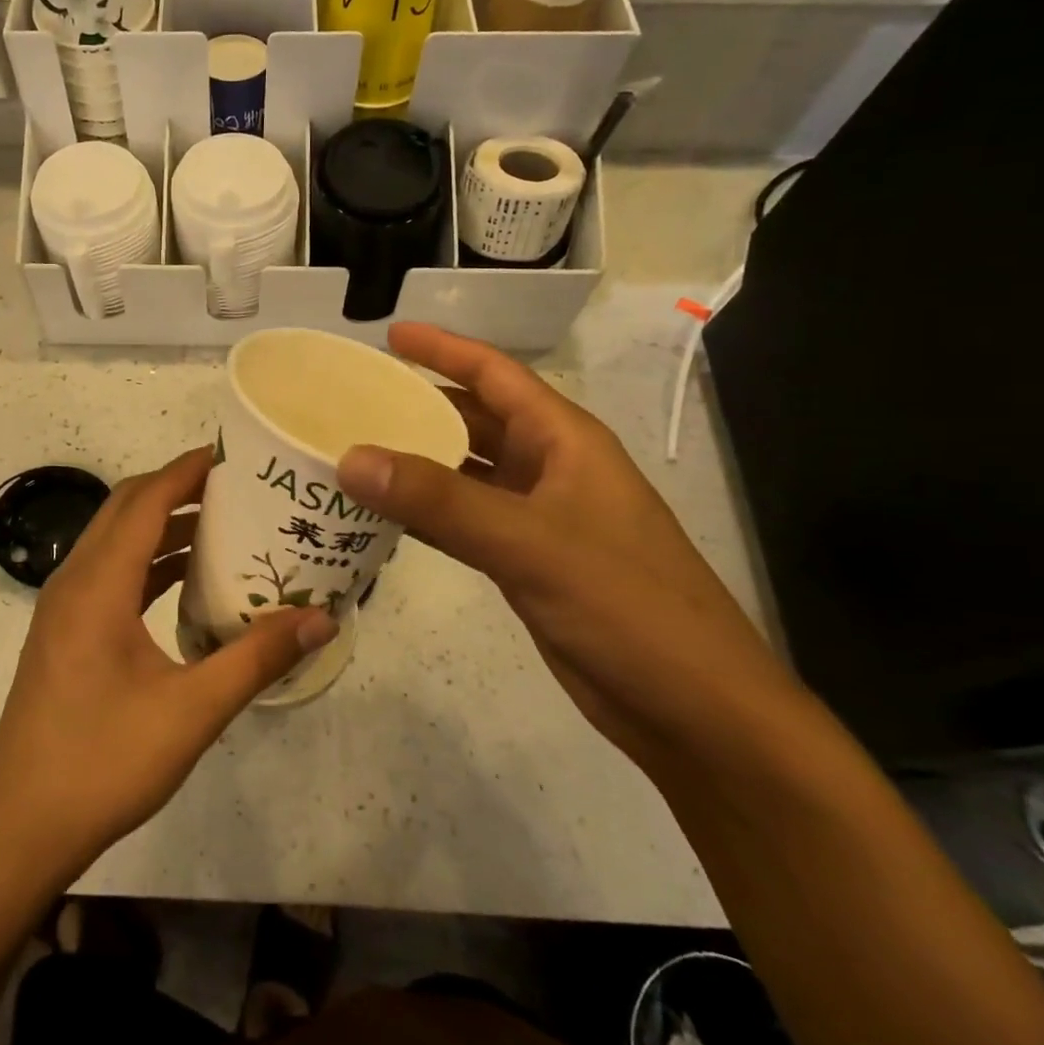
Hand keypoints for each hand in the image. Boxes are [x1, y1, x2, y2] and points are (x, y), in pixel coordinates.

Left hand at [0, 448, 337, 886]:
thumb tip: (321, 618)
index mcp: (98, 584)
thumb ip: (257, 658)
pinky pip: (111, 574)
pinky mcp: (65, 633)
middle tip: (238, 489)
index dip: (188, 470)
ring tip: (224, 527)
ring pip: (117, 541)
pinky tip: (188, 583)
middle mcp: (75, 581)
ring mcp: (64, 608)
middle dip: (179, 488)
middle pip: (127, 509)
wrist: (18, 828)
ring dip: (164, 526)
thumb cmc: (103, 762)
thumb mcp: (192, 711)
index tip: (235, 456)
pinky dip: (149, 563)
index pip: (147, 499)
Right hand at [336, 324, 798, 764]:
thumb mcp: (529, 542)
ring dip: (416, 461)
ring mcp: (539, 518)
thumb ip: (438, 499)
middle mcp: (551, 468)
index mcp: (565, 440)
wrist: (693, 710)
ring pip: (465, 472)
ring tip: (353, 452)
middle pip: (474, 419)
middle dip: (418, 404)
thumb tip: (351, 458)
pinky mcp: (527, 562)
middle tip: (352, 400)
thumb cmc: (627, 606)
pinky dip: (425, 514)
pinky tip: (382, 516)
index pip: (495, 374)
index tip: (387, 335)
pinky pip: (464, 521)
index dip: (442, 349)